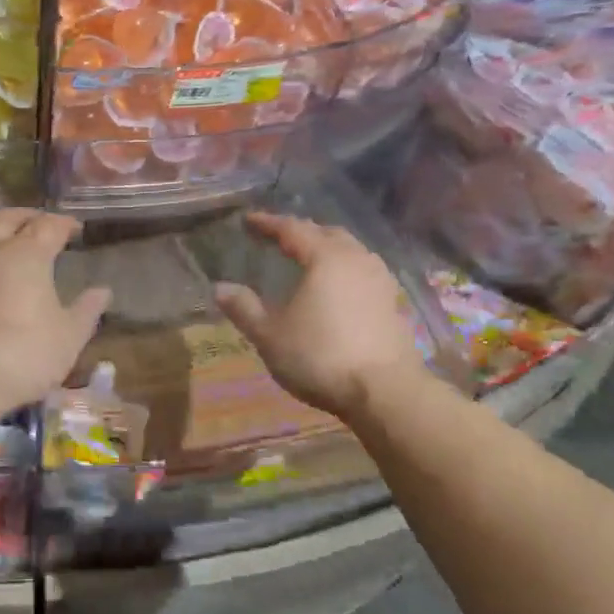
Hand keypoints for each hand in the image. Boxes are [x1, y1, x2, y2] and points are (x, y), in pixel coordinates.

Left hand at [0, 209, 111, 415]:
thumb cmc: (23, 355)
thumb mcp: (68, 338)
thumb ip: (86, 311)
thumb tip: (102, 291)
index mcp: (27, 255)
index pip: (49, 226)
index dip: (65, 223)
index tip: (76, 228)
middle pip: (8, 218)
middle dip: (28, 217)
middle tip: (42, 223)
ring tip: (4, 237)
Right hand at [214, 212, 426, 420]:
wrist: (386, 392)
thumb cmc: (320, 357)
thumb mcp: (270, 336)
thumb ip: (244, 308)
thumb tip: (219, 288)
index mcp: (325, 257)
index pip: (292, 229)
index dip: (268, 223)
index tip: (249, 221)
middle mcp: (356, 258)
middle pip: (326, 233)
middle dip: (301, 231)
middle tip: (279, 237)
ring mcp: (380, 280)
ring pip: (350, 250)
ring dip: (327, 248)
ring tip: (309, 258)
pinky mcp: (393, 302)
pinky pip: (363, 271)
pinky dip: (344, 269)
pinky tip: (337, 287)